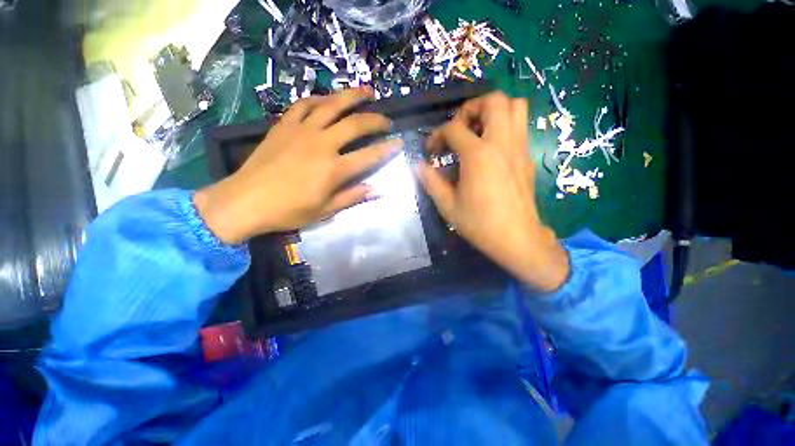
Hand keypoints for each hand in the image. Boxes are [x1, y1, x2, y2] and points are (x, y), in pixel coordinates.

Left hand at [194, 88, 401, 243]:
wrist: (245, 201)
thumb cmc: (289, 211)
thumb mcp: (325, 210)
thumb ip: (353, 197)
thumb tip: (378, 190)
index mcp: (334, 169)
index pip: (369, 155)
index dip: (387, 149)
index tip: (399, 143)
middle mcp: (322, 144)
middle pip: (355, 124)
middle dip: (376, 120)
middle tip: (387, 120)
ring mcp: (302, 130)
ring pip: (332, 105)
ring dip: (352, 97)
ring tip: (367, 92)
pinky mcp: (284, 125)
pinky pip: (304, 104)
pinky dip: (319, 99)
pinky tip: (328, 99)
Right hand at [418, 92, 569, 291]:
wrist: (517, 238)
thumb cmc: (479, 223)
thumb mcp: (448, 205)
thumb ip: (431, 181)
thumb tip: (419, 165)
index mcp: (478, 155)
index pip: (453, 128)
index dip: (437, 135)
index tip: (431, 150)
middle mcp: (501, 143)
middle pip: (493, 100)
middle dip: (472, 107)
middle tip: (460, 127)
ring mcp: (519, 147)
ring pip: (515, 106)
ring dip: (493, 110)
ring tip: (478, 130)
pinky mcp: (528, 156)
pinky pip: (520, 126)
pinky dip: (505, 125)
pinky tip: (490, 148)